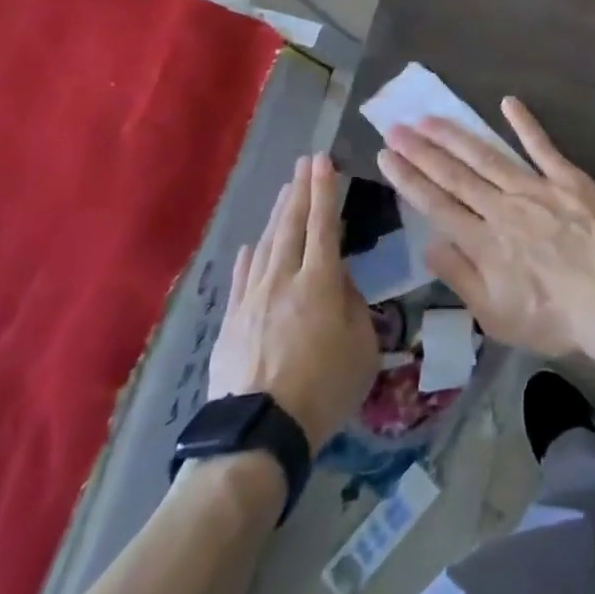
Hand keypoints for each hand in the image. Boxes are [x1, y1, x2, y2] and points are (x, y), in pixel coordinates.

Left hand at [208, 153, 378, 450]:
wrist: (258, 434)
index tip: (324, 160)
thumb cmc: (324, 389)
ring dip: (276, 214)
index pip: (324, 224)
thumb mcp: (363, 348)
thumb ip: (354, 306)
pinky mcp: (232, 322)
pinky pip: (241, 278)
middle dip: (300, 190)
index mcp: (321, 282)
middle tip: (304, 162)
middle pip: (291, 225)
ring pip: (265, 245)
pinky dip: (248, 256)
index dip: (325, 190)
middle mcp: (284, 279)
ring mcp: (252, 299)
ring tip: (284, 192)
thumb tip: (341, 283)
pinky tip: (250, 245)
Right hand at [376, 97, 594, 359]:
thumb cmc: (552, 319)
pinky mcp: (566, 179)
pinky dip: (524, 123)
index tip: (386, 155)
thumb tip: (428, 243)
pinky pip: (541, 147)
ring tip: (429, 118)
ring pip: (487, 156)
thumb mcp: (495, 316)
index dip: (408, 178)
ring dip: (455, 136)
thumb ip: (459, 277)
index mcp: (482, 242)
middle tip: (395, 127)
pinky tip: (507, 102)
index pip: (435, 204)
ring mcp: (534, 189)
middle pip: (454, 175)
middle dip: (421, 150)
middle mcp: (501, 208)